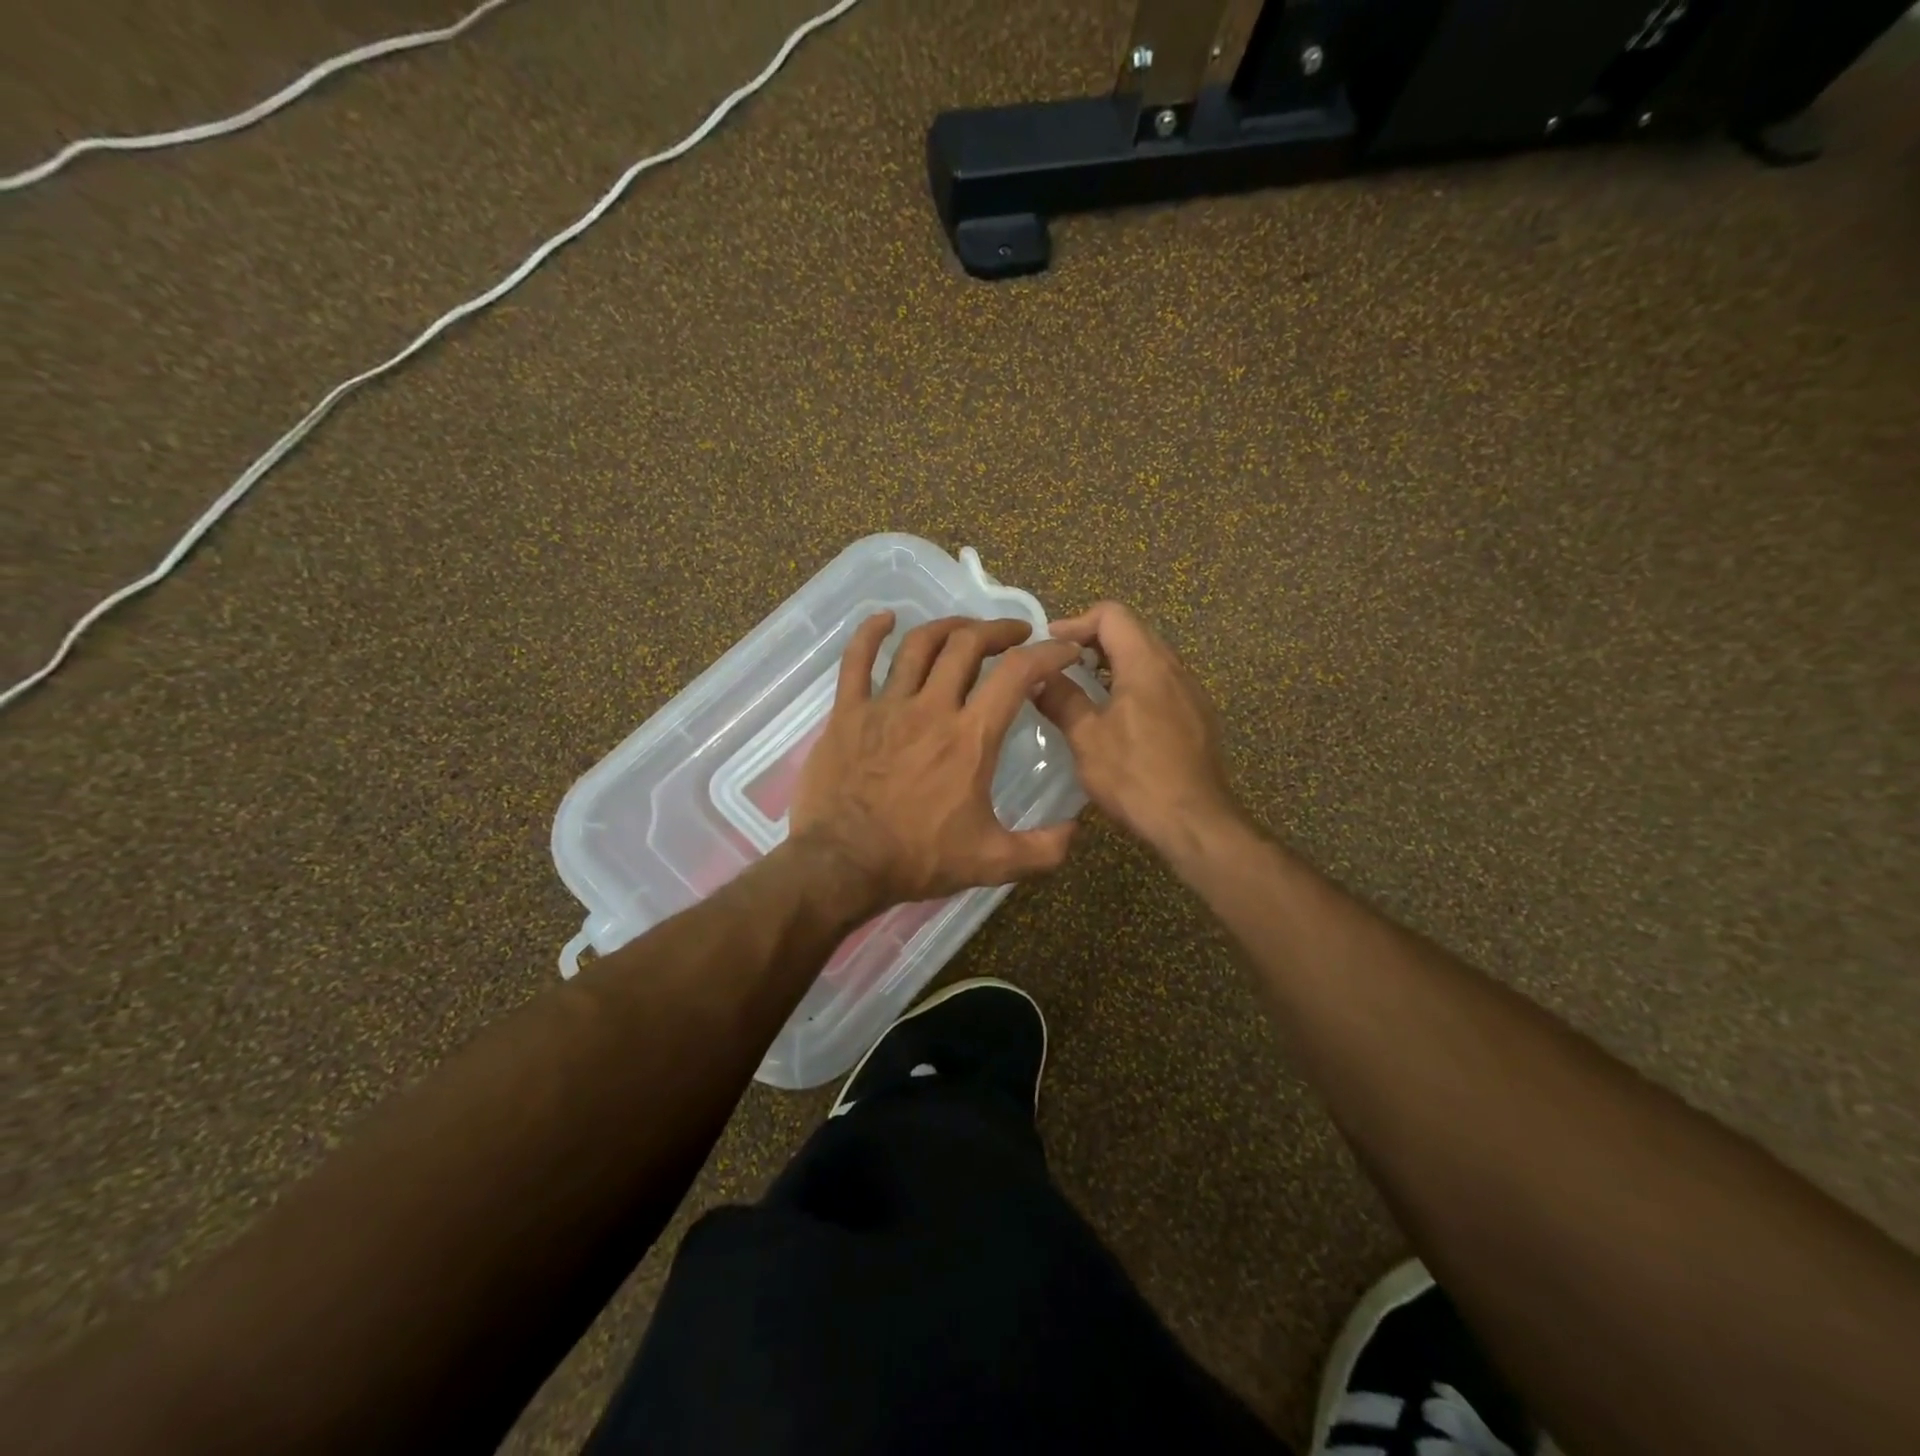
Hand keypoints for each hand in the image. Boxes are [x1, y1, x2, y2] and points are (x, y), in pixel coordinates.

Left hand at [789, 613, 1082, 914]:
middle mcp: (931, 708)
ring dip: (947, 627)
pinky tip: (885, 619)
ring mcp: (885, 706)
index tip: (1062, 650)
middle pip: (967, 645)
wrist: (843, 865)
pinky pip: (856, 660)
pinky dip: (871, 633)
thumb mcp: (993, 863)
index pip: (1018, 674)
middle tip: (1013, 634)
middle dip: (997, 630)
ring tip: (965, 628)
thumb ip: (1043, 849)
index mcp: (971, 737)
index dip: (1047, 653)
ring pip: (919, 645)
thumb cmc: (918, 859)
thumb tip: (1076, 829)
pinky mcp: (847, 712)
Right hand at [1035, 601, 1239, 858]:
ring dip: (1113, 666)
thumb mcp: (1086, 738)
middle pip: (1131, 632)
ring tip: (1083, 692)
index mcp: (1146, 664)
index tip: (1050, 647)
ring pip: (1148, 659)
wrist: (1196, 822)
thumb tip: (1037, 677)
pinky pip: (1161, 684)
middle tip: (1060, 667)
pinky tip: (1116, 719)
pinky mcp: (1197, 717)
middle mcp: (1174, 668)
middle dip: (1092, 642)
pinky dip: (1133, 686)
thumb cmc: (1135, 777)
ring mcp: (1191, 693)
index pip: (1111, 614)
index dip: (1076, 622)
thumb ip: (1061, 699)